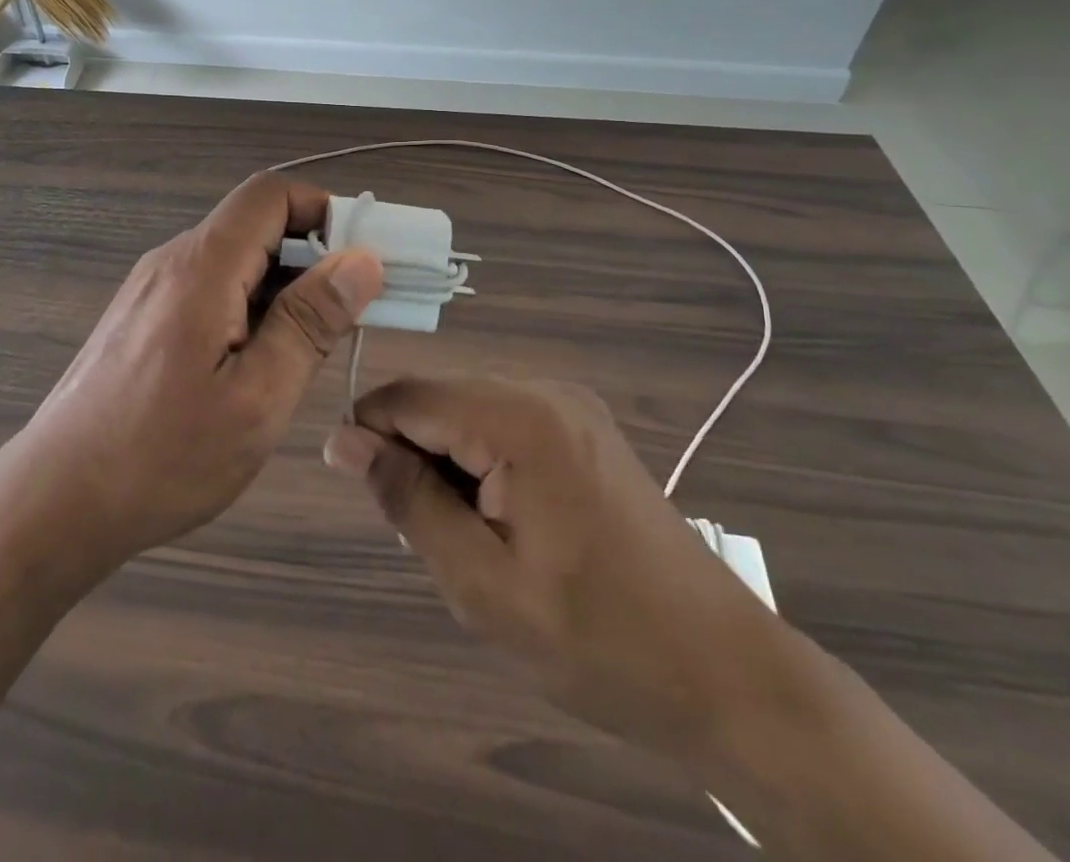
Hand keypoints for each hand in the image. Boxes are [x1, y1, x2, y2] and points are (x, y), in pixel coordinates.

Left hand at [13, 173, 383, 570]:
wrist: (55, 501)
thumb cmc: (162, 457)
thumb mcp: (256, 398)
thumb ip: (309, 322)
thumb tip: (362, 260)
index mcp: (202, 266)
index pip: (270, 195)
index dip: (324, 211)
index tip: (361, 262)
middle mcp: (173, 262)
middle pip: (254, 225)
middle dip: (313, 255)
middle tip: (351, 314)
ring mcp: (152, 289)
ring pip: (234, 260)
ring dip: (283, 287)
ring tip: (313, 347)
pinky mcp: (144, 318)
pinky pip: (210, 289)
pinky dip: (250, 307)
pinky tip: (261, 362)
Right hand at [323, 377, 785, 761]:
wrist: (729, 677)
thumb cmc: (600, 640)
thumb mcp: (482, 583)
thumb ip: (407, 499)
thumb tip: (340, 439)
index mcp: (520, 418)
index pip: (408, 396)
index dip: (370, 437)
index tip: (368, 499)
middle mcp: (544, 391)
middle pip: (437, 400)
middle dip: (414, 458)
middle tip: (432, 541)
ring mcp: (569, 406)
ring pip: (465, 412)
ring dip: (446, 466)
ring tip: (473, 542)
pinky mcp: (583, 428)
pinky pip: (500, 425)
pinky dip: (480, 466)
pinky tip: (504, 525)